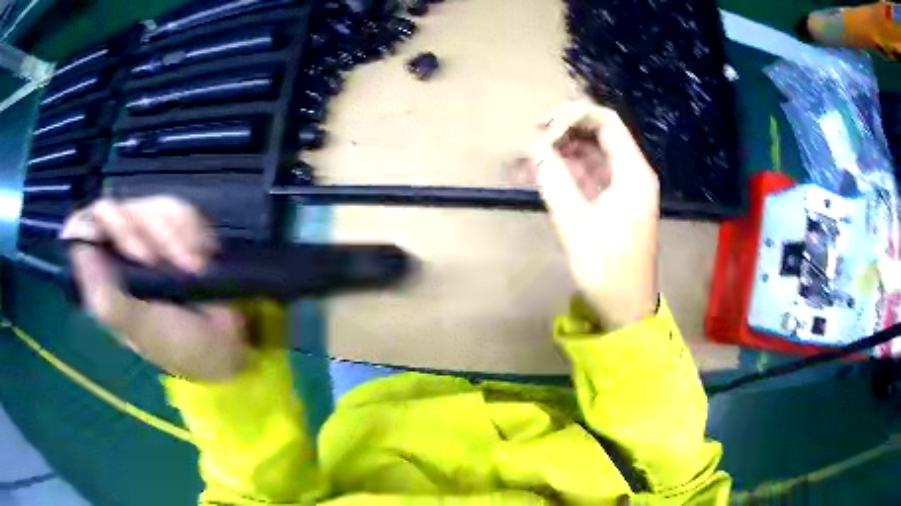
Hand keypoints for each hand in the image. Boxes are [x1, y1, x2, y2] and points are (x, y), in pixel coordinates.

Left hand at [61, 196, 248, 380]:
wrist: (224, 345)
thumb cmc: (179, 345)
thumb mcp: (139, 329)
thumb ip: (106, 297)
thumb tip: (77, 248)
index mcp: (104, 277)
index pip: (84, 228)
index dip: (96, 223)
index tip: (118, 239)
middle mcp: (121, 252)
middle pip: (121, 208)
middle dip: (144, 231)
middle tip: (158, 261)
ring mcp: (150, 238)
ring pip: (153, 203)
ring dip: (176, 233)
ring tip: (193, 267)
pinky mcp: (177, 232)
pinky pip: (182, 209)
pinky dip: (194, 230)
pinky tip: (203, 257)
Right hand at [531, 101, 659, 330]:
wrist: (625, 307)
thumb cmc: (606, 268)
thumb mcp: (576, 223)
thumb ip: (553, 179)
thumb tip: (534, 147)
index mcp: (633, 173)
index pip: (606, 122)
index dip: (575, 114)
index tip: (544, 126)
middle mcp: (633, 173)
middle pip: (600, 134)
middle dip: (567, 130)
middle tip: (534, 138)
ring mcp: (625, 188)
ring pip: (593, 154)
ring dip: (564, 151)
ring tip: (532, 157)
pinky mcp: (616, 203)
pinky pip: (592, 175)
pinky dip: (569, 171)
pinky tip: (544, 173)